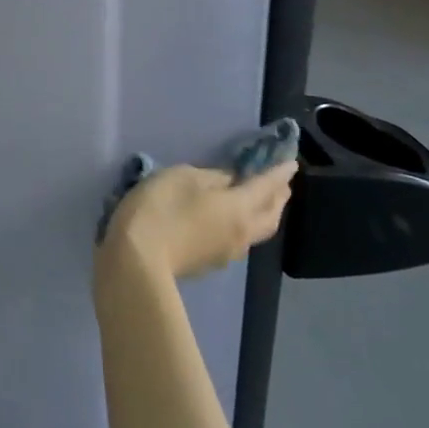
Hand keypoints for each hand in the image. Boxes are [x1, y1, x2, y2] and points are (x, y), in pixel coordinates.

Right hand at [96, 159, 297, 287]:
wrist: (137, 262)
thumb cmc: (161, 209)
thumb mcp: (182, 177)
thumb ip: (211, 177)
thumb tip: (230, 181)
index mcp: (238, 208)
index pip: (266, 187)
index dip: (278, 173)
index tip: (291, 163)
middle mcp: (241, 233)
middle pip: (270, 215)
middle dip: (278, 197)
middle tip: (281, 183)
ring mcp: (227, 253)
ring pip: (258, 231)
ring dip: (265, 214)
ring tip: (262, 201)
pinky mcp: (210, 263)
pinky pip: (239, 241)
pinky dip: (245, 225)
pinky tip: (233, 221)